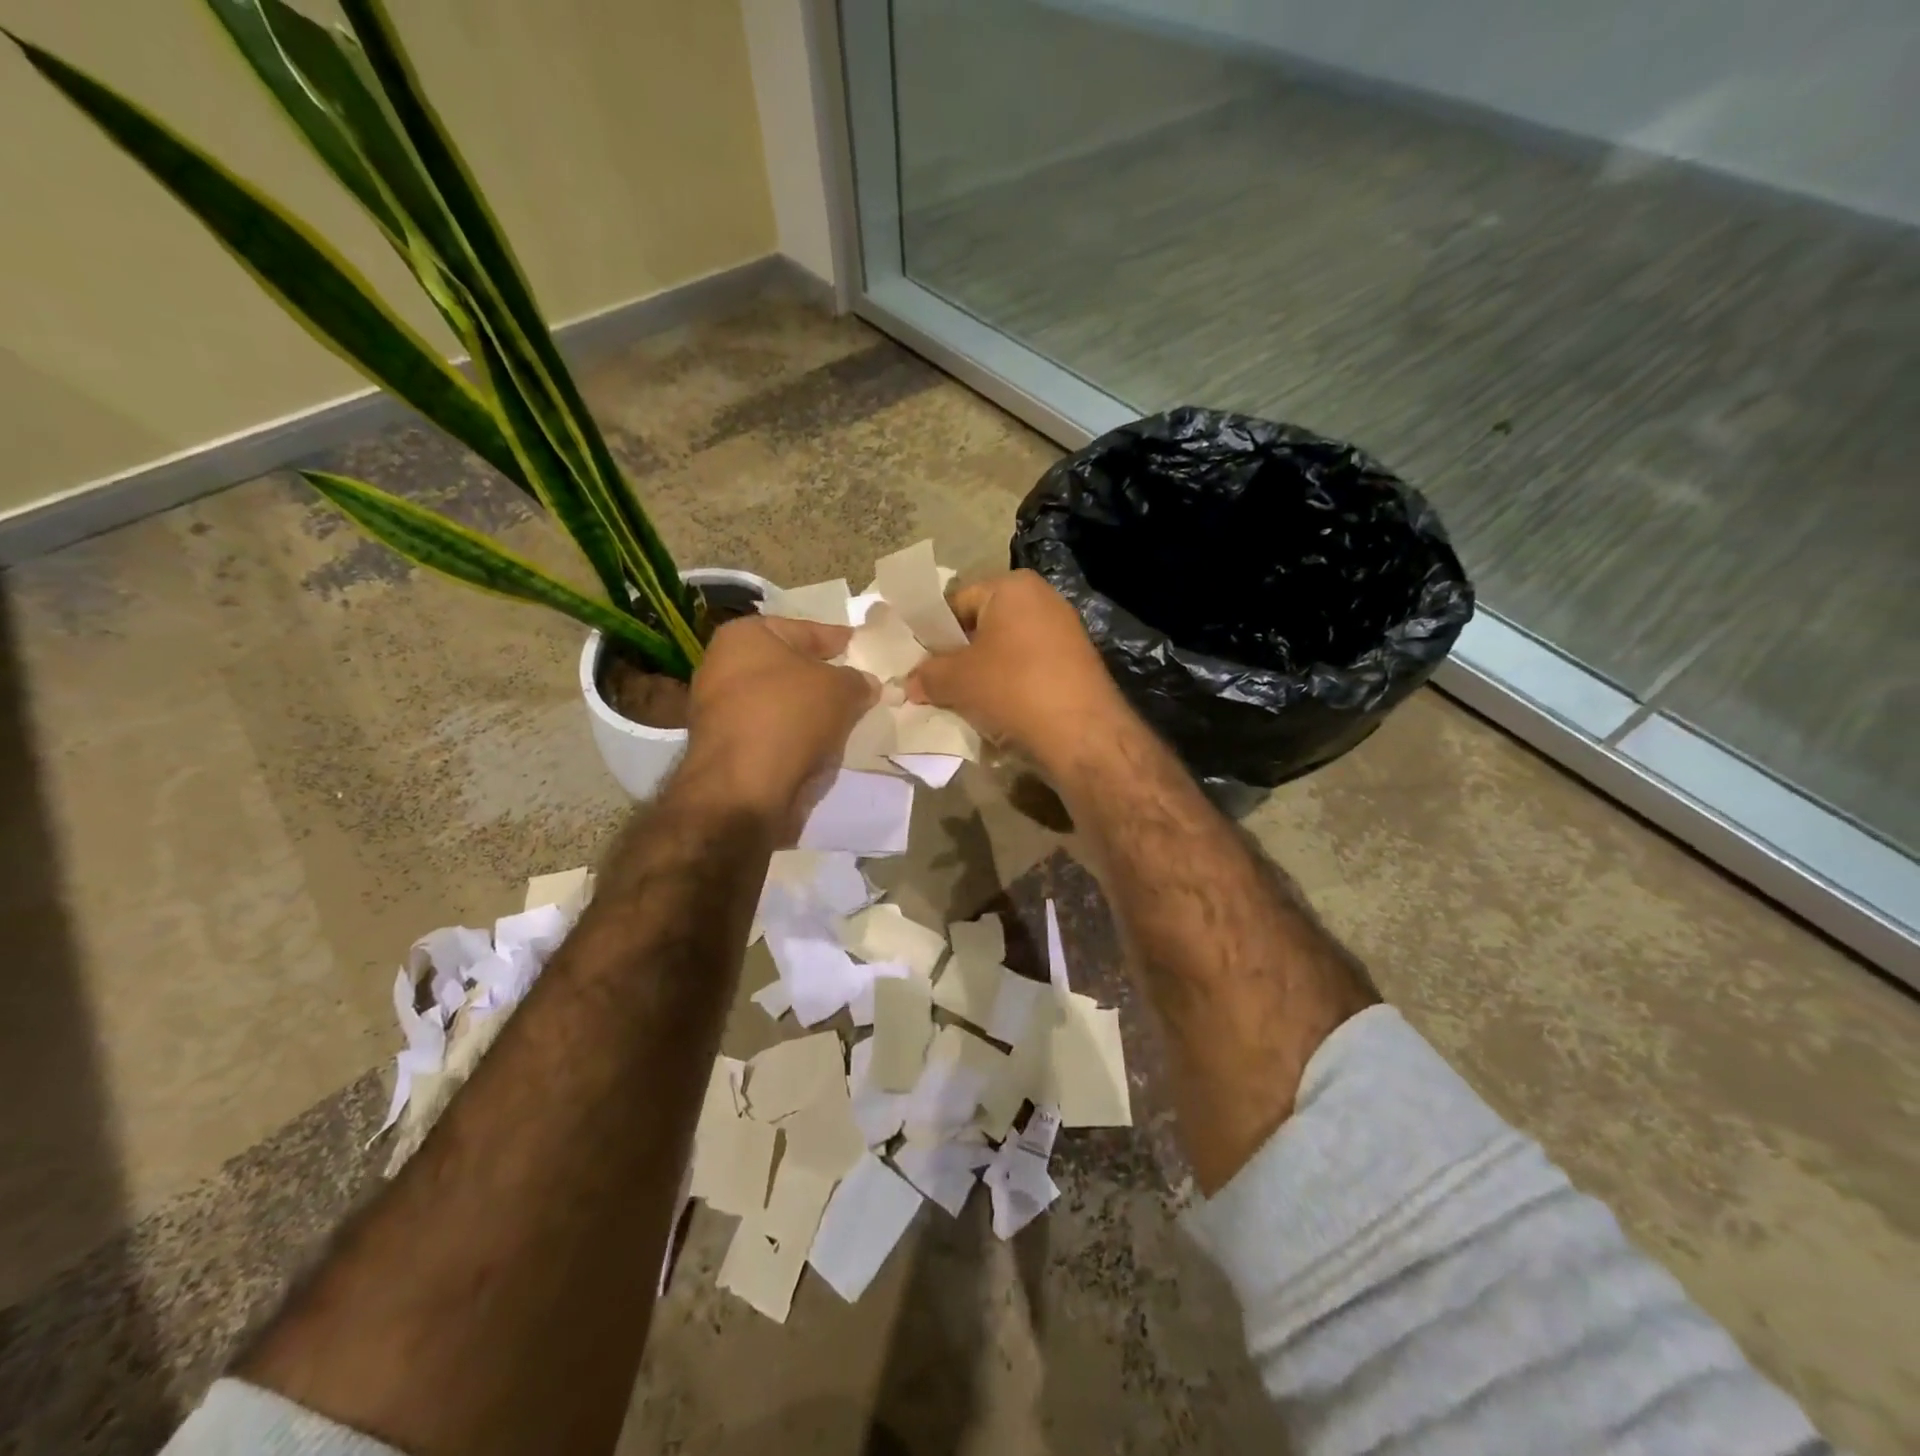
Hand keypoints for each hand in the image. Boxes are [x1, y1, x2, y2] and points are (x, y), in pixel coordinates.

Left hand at [683, 616, 876, 838]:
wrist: (744, 789)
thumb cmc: (790, 717)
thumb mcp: (840, 689)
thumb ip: (857, 680)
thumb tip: (865, 684)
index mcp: (744, 636)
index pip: (805, 630)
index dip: (839, 640)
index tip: (864, 649)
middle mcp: (723, 666)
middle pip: (789, 667)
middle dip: (823, 678)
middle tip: (860, 687)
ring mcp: (719, 709)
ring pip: (781, 703)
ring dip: (810, 711)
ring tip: (847, 719)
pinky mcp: (725, 747)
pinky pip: (772, 732)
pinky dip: (795, 736)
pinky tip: (823, 746)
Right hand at [906, 570, 1127, 772]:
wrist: (1082, 733)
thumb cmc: (1013, 688)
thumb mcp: (957, 680)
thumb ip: (928, 675)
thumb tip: (911, 683)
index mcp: (1013, 586)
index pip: (956, 602)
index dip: (932, 633)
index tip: (917, 663)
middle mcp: (1043, 599)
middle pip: (982, 626)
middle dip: (958, 655)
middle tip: (935, 684)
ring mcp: (1065, 631)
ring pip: (1006, 650)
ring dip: (983, 674)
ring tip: (963, 702)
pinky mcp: (1076, 663)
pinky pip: (1029, 668)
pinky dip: (1010, 685)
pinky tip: (997, 712)